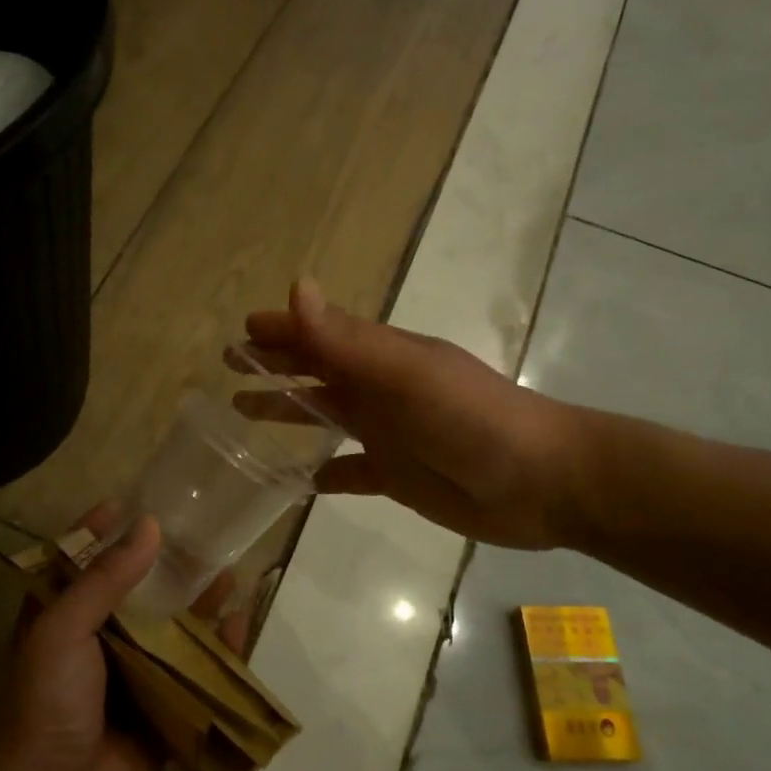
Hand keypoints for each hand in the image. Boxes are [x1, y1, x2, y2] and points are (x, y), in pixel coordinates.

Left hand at [3, 505, 252, 770]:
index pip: (76, 567)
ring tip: (227, 568)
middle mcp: (95, 647)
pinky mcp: (165, 710)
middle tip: (195, 533)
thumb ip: (104, 579)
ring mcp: (132, 680)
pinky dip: (219, 649)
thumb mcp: (63, 630)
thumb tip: (149, 527)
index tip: (124, 505)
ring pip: (170, 631)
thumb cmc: (50, 702)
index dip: (95, 534)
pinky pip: (197, 673)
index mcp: (58, 625)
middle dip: (162, 567)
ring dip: (198, 603)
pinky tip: (240, 621)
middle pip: (132, 595)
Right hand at [240, 278, 590, 550]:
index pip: (321, 334)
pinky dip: (322, 474)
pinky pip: (348, 472)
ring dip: (287, 410)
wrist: (542, 482)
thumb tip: (295, 287)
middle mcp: (379, 390)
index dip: (282, 329)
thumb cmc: (473, 420)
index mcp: (382, 358)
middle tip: (229, 366)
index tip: (241, 330)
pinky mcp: (395, 476)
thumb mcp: (407, 375)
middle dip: (274, 365)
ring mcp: (387, 434)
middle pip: (316, 371)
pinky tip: (296, 480)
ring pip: (324, 416)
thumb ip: (348, 341)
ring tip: (242, 412)